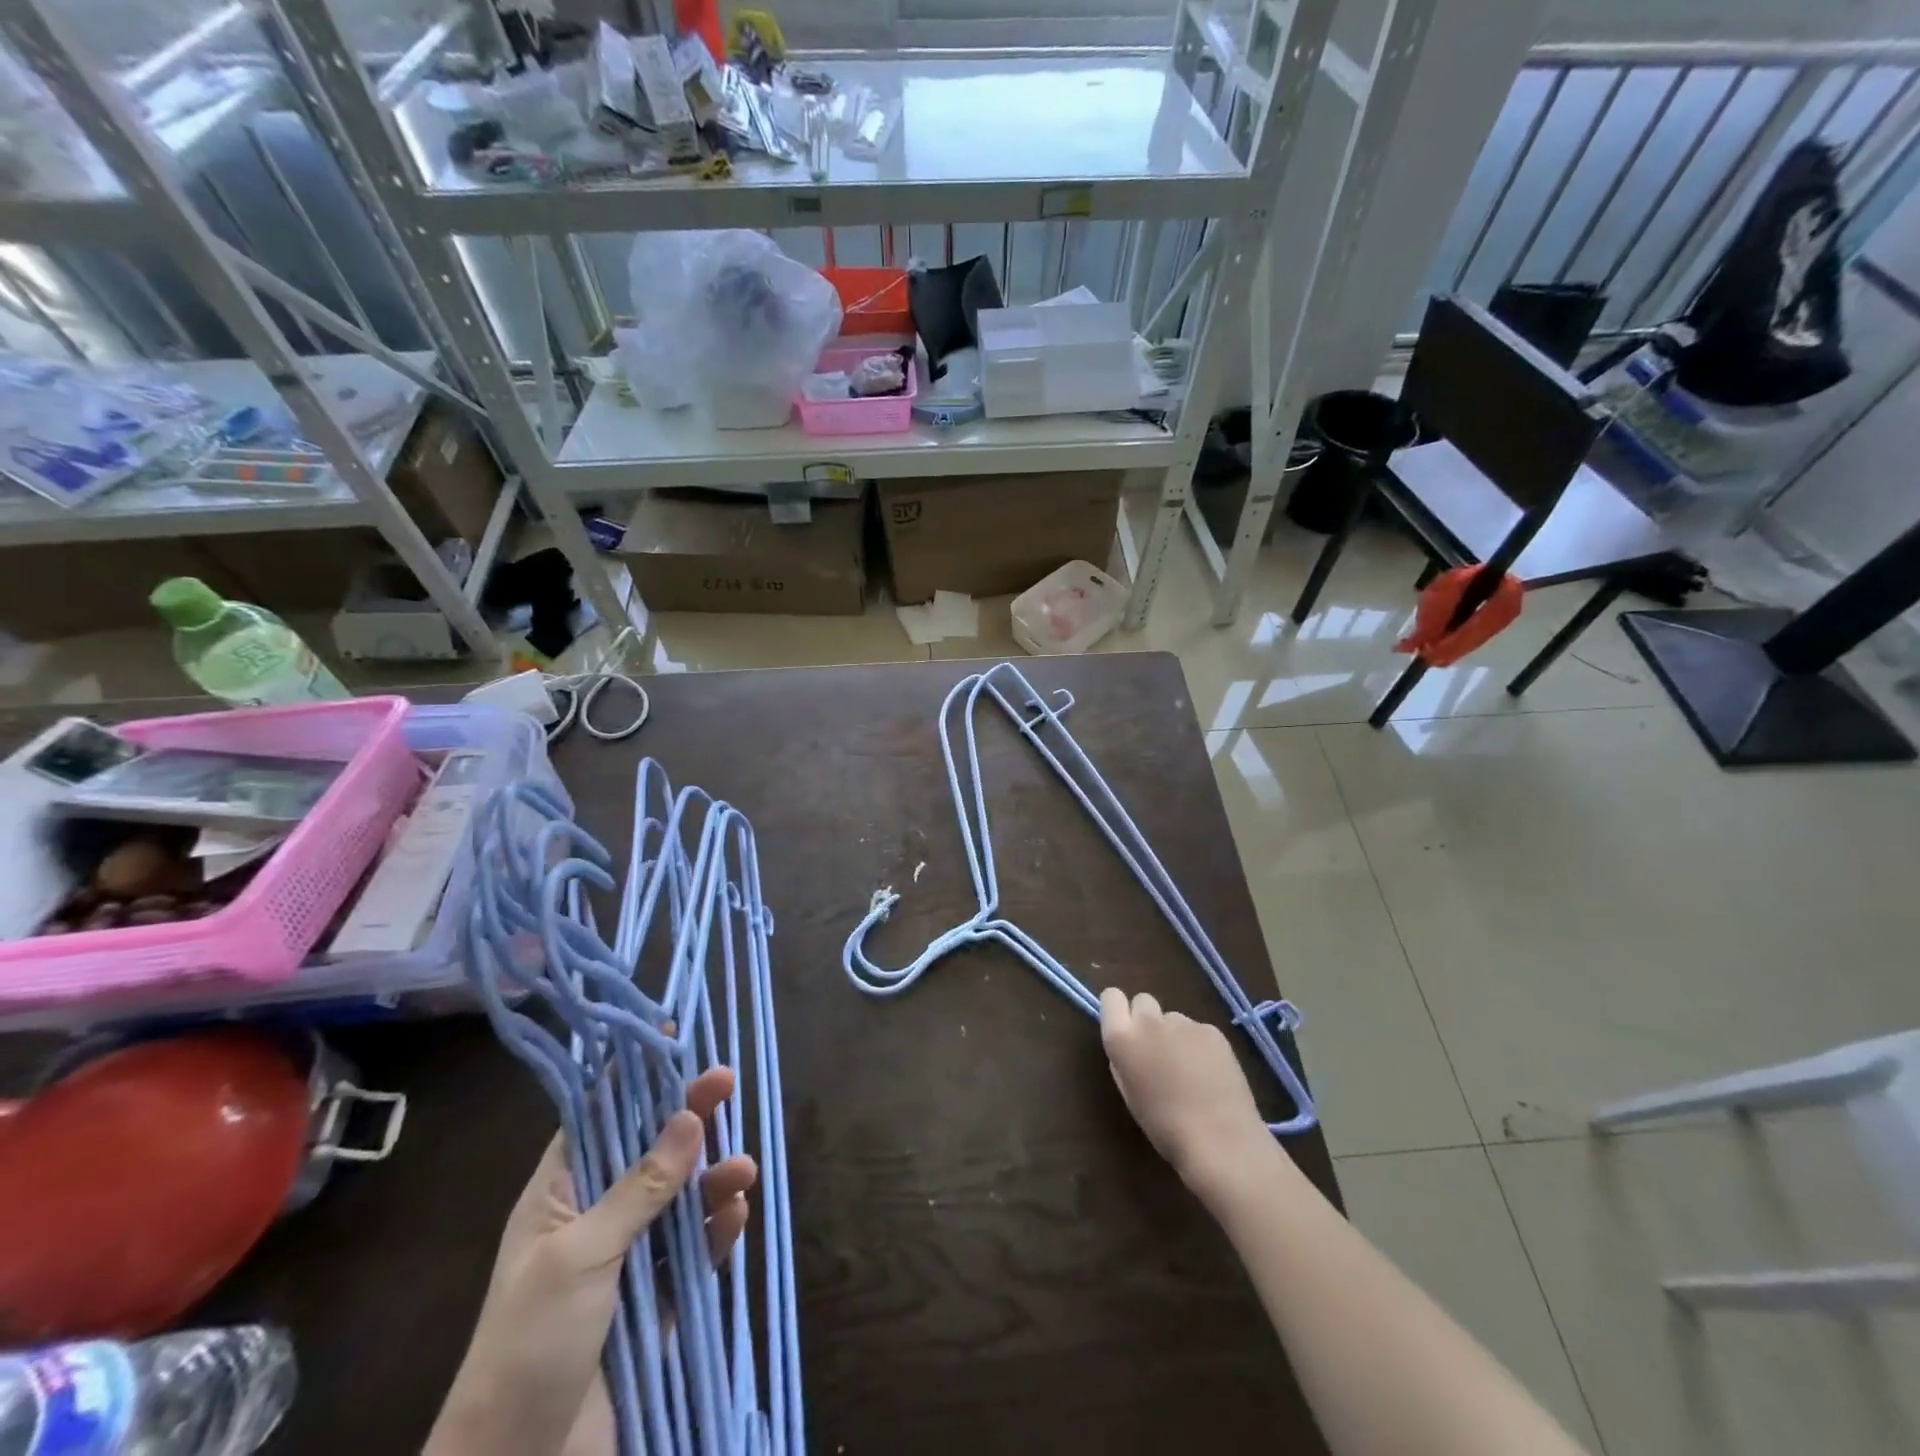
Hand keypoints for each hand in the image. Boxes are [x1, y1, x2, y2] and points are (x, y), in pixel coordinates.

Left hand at [428, 1067, 756, 1455]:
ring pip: (681, 1198)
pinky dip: (717, 1230)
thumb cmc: (530, 1344)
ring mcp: (631, 1258)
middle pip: (651, 1150)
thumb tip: (689, 1118)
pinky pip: (696, 1249)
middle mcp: (598, 1217)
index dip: (633, 1079)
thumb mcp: (579, 1257)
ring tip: (742, 1171)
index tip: (672, 1040)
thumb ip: (639, 1188)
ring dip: (712, 1179)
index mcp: (561, 1196)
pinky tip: (736, 1216)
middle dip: (688, 1117)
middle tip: (727, 1080)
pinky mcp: (660, 1298)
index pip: (600, 1119)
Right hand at [1100, 988, 1270, 1198]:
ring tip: (1189, 1070)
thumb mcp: (1130, 1094)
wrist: (1220, 1141)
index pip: (1111, 996)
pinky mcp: (1212, 1031)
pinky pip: (1198, 1030)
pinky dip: (1200, 1045)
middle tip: (1158, 1051)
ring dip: (1175, 1035)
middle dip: (1146, 1019)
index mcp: (1122, 1038)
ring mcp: (1184, 1023)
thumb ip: (1124, 1060)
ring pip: (1173, 1018)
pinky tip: (1210, 1074)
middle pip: (1143, 1001)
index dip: (1118, 1009)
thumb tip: (1131, 1046)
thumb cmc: (1165, 1127)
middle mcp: (1149, 1021)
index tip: (1125, 1028)